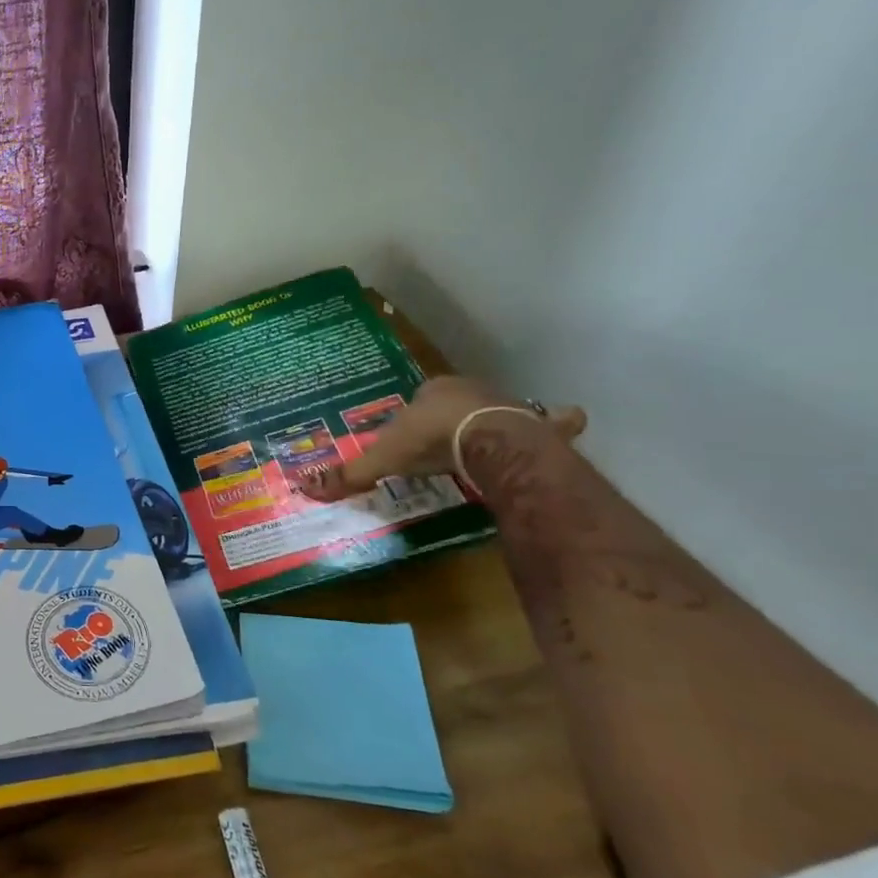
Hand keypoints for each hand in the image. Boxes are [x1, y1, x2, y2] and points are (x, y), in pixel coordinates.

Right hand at [297, 377, 586, 501]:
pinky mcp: (537, 425)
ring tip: (502, 430)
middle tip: (448, 437)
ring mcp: (507, 404)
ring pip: (501, 407)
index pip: (419, 398)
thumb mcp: (383, 459)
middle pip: (459, 401)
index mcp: (433, 391)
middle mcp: (470, 390)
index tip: (411, 435)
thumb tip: (306, 487)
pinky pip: (553, 421)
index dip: (414, 416)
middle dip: (455, 414)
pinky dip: (561, 422)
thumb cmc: (432, 440)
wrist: (491, 441)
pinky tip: (571, 420)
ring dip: (501, 416)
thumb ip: (350, 474)